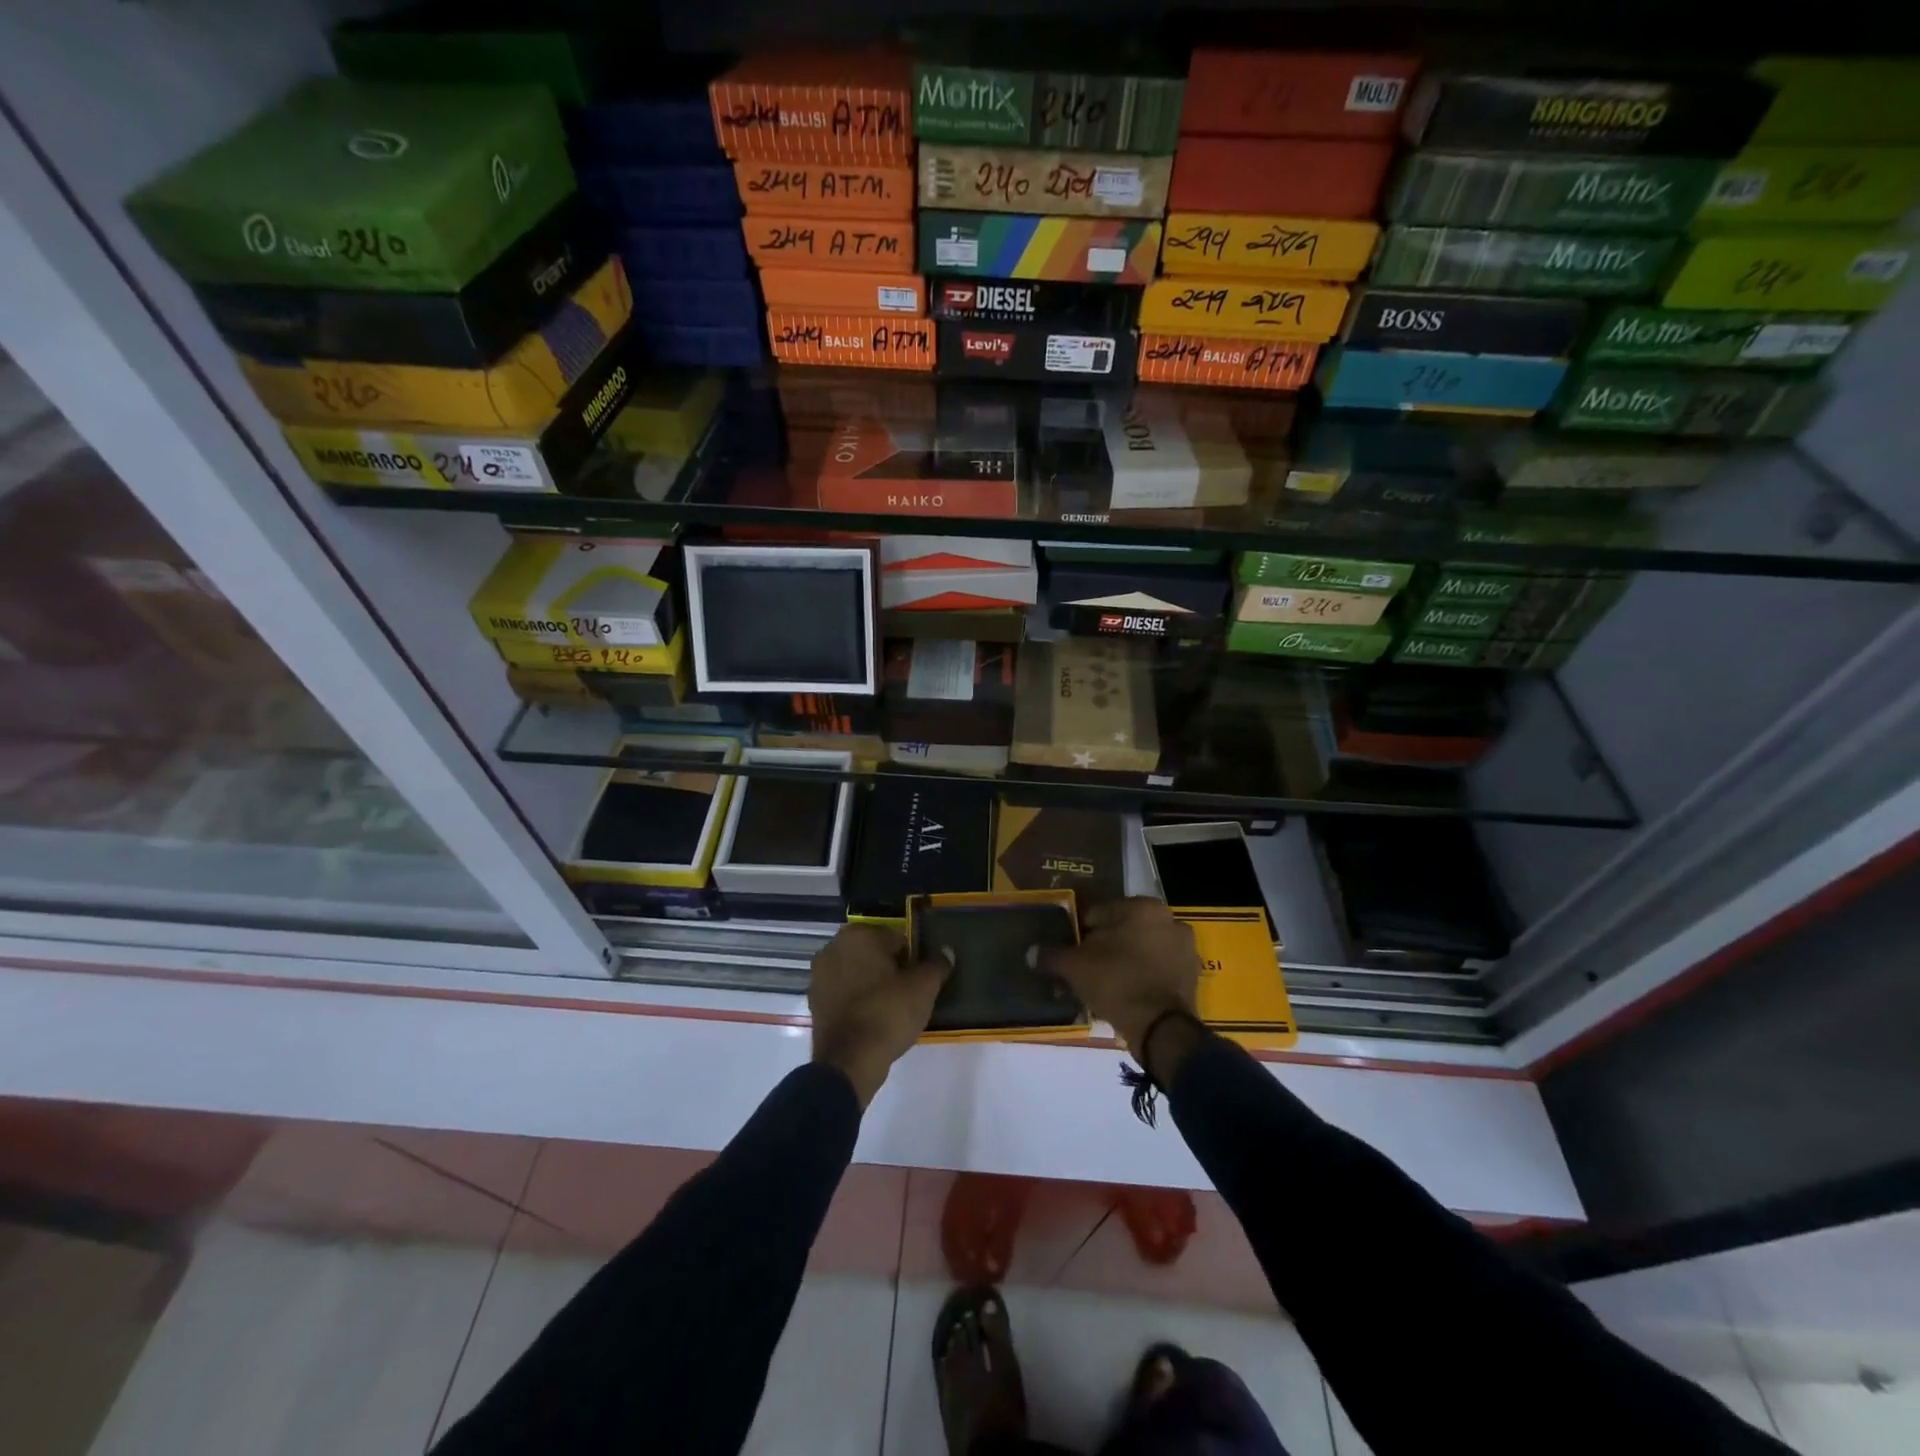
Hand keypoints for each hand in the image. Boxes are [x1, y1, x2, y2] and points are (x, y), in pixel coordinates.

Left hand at [809, 923, 950, 1107]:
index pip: (897, 938)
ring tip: (892, 1009)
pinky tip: (873, 1019)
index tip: (920, 980)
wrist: (849, 1062)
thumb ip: (937, 965)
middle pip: (874, 954)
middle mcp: (833, 947)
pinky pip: (844, 993)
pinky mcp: (815, 1002)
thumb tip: (946, 952)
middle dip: (891, 969)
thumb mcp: (923, 988)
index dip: (912, 959)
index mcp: (858, 935)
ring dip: (873, 984)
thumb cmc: (888, 1013)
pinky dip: (858, 1000)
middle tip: (909, 994)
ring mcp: (819, 975)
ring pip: (858, 973)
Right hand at [1042, 897, 1199, 1051]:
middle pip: (1124, 930)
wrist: (1161, 1028)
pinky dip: (1143, 976)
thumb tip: (1032, 953)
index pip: (1099, 913)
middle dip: (1104, 946)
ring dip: (1125, 961)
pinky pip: (1158, 969)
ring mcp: (1185, 948)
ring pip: (1142, 949)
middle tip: (1086, 968)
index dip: (1080, 932)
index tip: (1071, 951)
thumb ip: (1052, 955)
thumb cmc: (1117, 982)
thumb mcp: (1075, 966)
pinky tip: (1126, 993)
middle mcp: (1169, 919)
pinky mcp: (1192, 976)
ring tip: (1104, 984)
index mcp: (1143, 907)